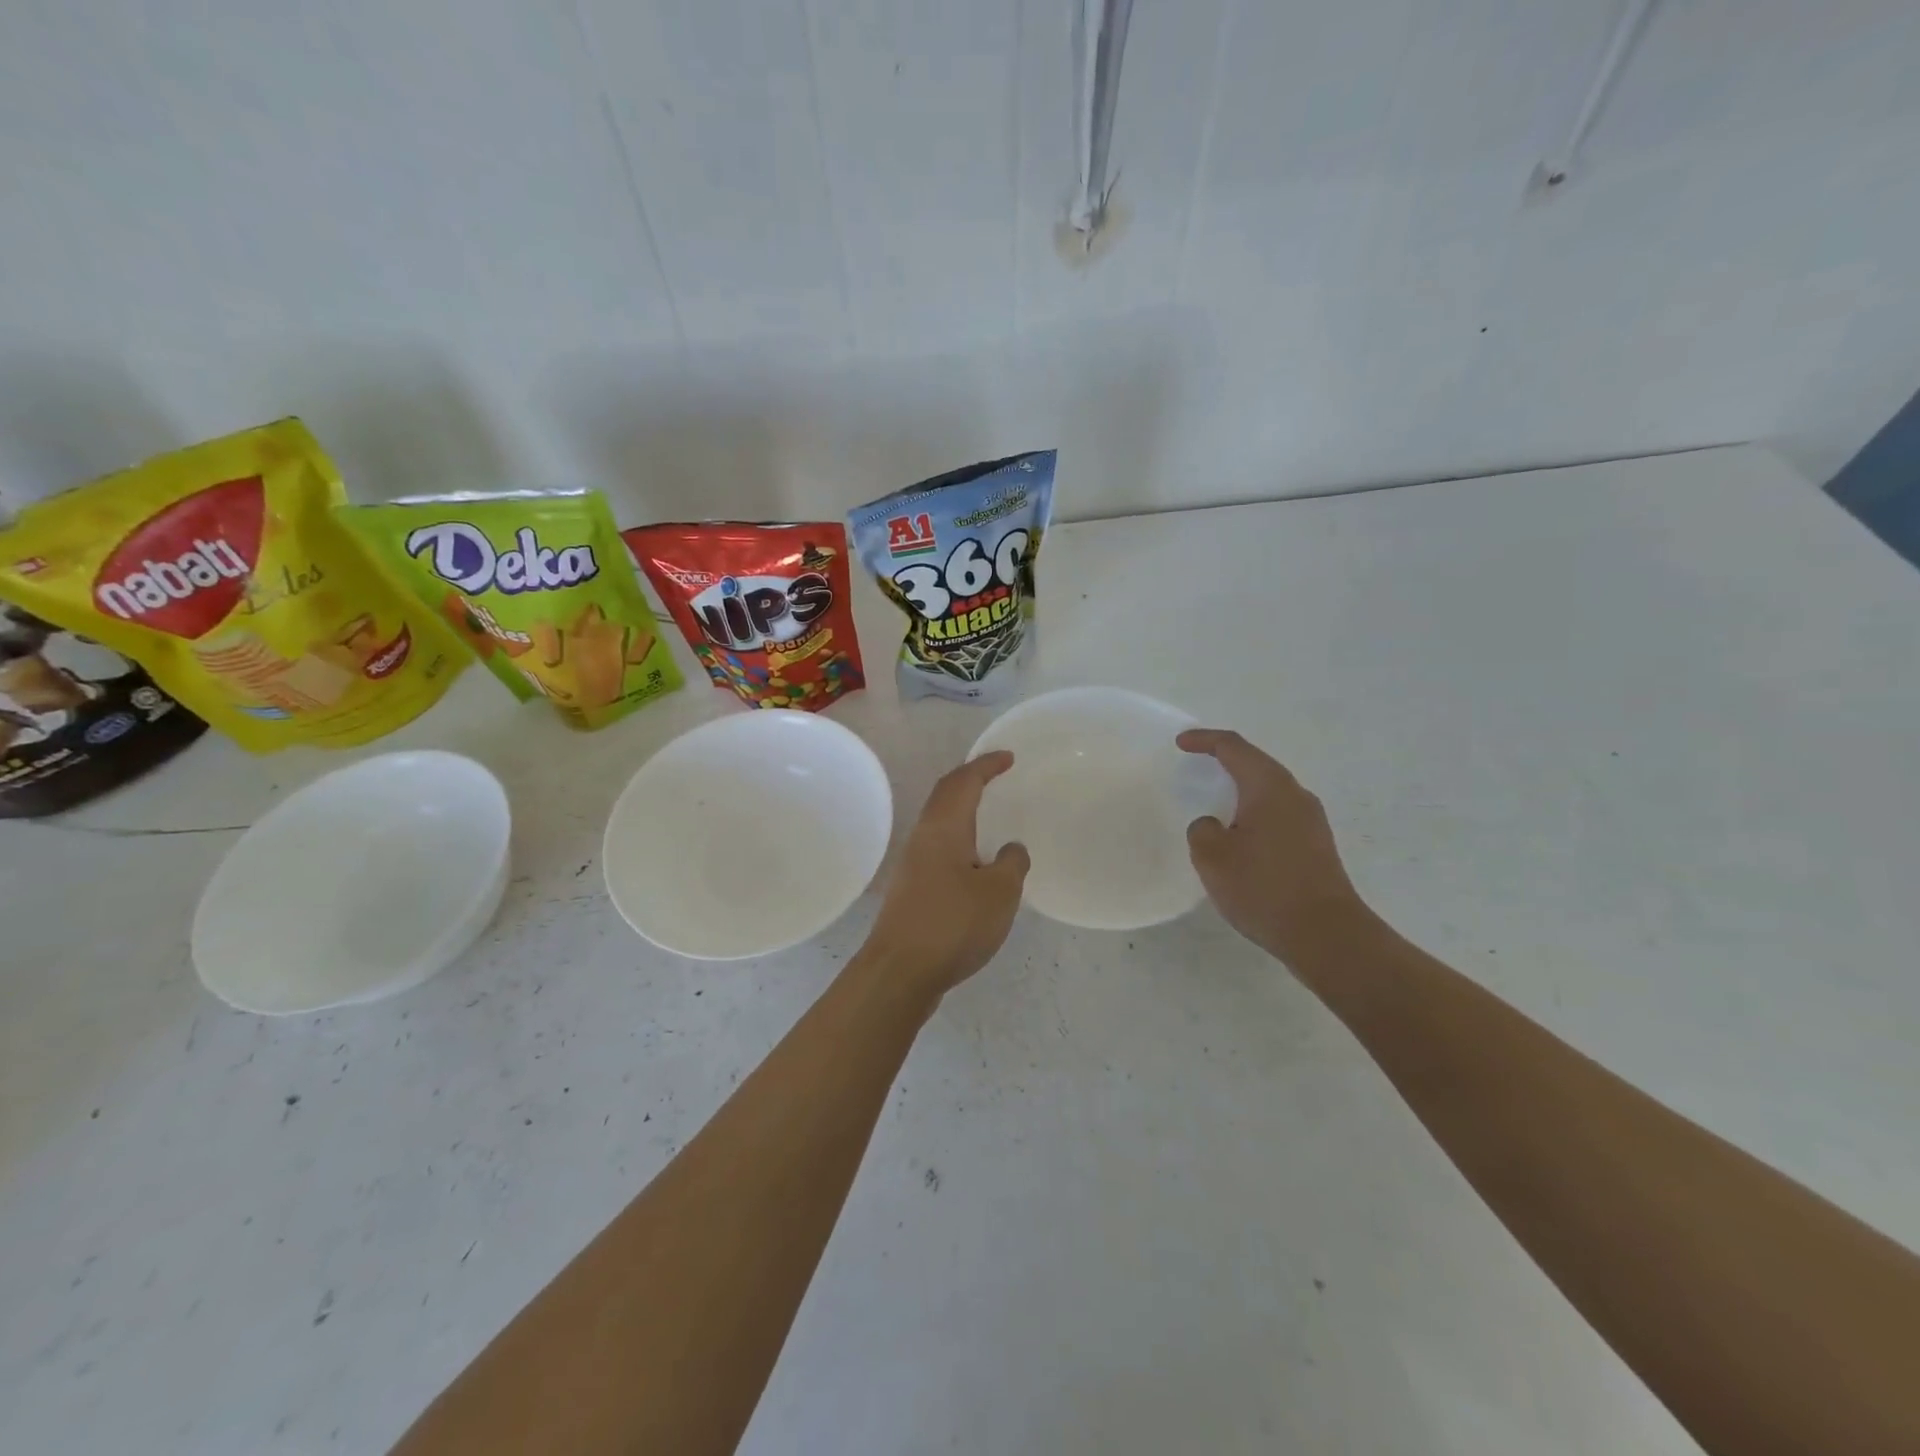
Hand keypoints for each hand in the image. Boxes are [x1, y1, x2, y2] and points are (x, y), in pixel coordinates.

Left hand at [862, 751, 1030, 1000]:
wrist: (900, 972)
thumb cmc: (953, 924)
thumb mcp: (1000, 893)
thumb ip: (1012, 863)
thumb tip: (1010, 849)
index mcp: (944, 827)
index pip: (964, 781)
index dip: (986, 765)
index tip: (1008, 757)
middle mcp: (923, 837)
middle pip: (945, 795)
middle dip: (970, 779)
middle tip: (996, 775)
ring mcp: (913, 863)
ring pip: (940, 821)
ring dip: (962, 809)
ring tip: (988, 814)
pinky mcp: (912, 889)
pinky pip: (939, 847)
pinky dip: (959, 838)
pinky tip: (974, 861)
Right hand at [1179, 729, 1370, 961]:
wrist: (1326, 935)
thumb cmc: (1263, 887)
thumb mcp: (1212, 856)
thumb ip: (1203, 830)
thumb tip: (1214, 826)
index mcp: (1269, 787)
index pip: (1233, 747)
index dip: (1205, 740)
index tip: (1181, 743)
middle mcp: (1295, 795)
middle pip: (1256, 765)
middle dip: (1226, 762)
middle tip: (1198, 766)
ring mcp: (1312, 821)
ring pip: (1269, 792)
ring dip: (1242, 791)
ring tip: (1216, 803)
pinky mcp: (1317, 845)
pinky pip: (1279, 815)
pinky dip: (1255, 814)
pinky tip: (1241, 837)